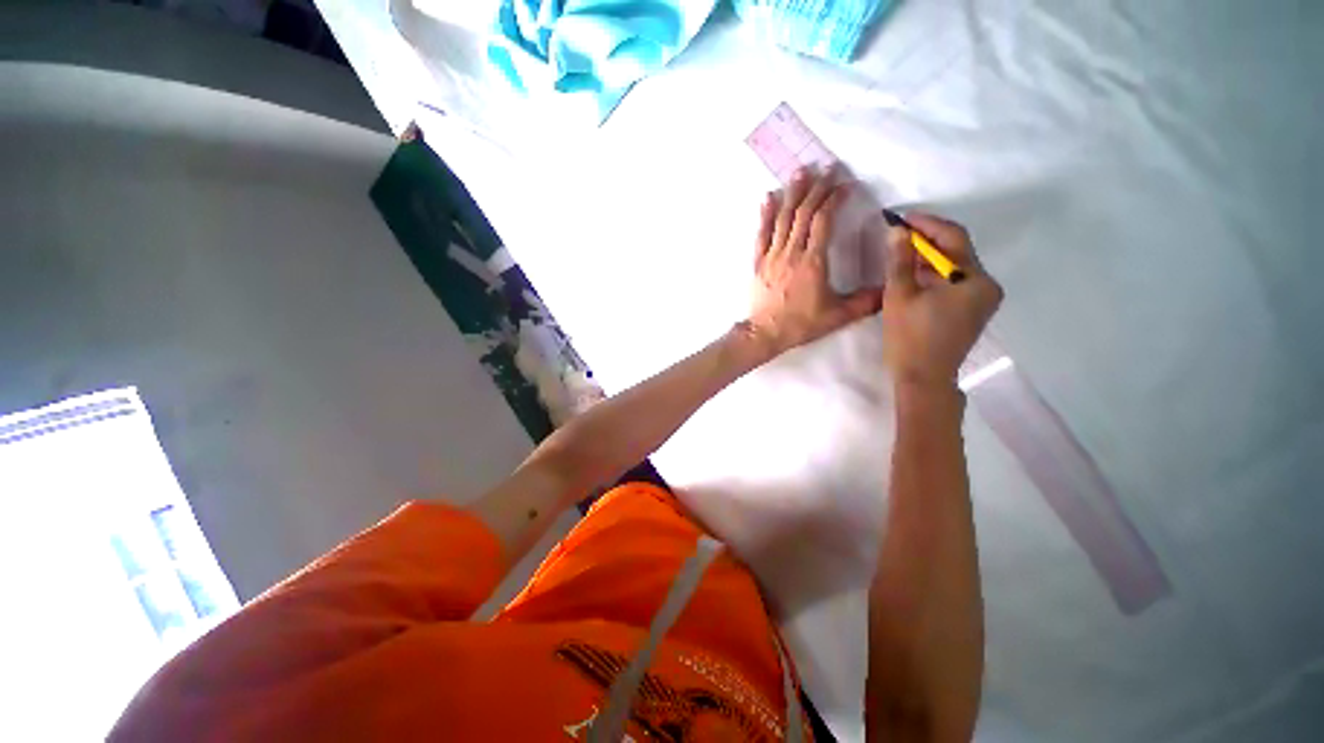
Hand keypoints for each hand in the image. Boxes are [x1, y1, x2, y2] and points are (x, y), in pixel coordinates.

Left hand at [747, 167, 882, 355]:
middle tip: (827, 167)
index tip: (845, 185)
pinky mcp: (758, 262)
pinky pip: (761, 234)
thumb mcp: (838, 316)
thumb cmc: (801, 324)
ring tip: (800, 171)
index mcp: (813, 261)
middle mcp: (791, 252)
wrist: (765, 333)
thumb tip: (890, 289)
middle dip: (817, 188)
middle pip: (804, 213)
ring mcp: (772, 255)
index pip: (824, 221)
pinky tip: (767, 197)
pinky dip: (765, 215)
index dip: (834, 199)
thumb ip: (866, 301)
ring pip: (782, 218)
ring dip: (792, 193)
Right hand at [882, 213, 1002, 388]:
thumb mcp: (899, 296)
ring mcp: (983, 299)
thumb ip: (899, 261)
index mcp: (974, 279)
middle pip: (957, 252)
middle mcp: (987, 285)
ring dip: (928, 259)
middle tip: (898, 235)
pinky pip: (955, 283)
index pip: (953, 238)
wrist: (923, 378)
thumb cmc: (910, 337)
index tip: (901, 218)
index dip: (926, 224)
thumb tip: (897, 231)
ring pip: (954, 268)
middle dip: (926, 241)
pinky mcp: (974, 310)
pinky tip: (913, 275)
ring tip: (900, 254)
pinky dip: (934, 275)